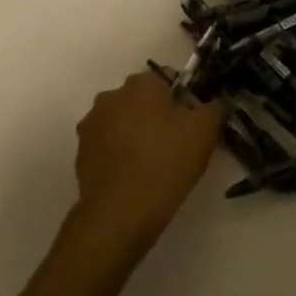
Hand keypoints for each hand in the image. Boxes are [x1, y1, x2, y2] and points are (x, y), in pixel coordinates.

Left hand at [67, 71, 225, 259]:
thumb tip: (214, 103)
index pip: (166, 82)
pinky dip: (118, 155)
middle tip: (173, 145)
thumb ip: (214, 107)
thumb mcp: (205, 131)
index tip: (189, 126)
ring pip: (121, 122)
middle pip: (141, 101)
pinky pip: (106, 146)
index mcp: (140, 84)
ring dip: (134, 134)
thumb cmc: (166, 163)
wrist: (120, 214)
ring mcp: (91, 125)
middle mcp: (111, 96)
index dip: (181, 103)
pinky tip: (132, 177)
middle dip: (155, 116)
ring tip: (151, 165)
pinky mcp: (80, 153)